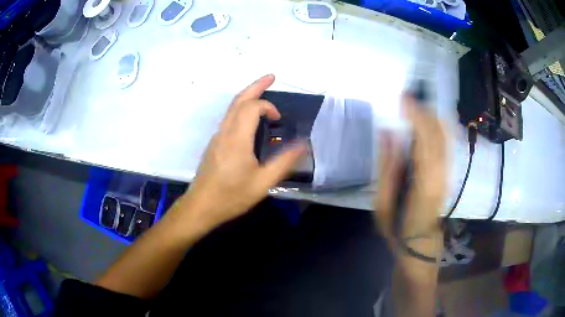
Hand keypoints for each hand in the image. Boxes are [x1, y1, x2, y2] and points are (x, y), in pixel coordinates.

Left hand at [178, 74, 306, 233]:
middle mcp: (225, 132)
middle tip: (271, 76)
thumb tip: (303, 145)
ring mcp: (217, 137)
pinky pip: (228, 119)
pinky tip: (249, 118)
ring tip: (262, 92)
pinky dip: (241, 109)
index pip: (252, 107)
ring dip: (247, 96)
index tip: (279, 119)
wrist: (201, 206)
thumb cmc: (231, 197)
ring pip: (231, 108)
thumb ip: (283, 162)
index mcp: (237, 139)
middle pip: (238, 100)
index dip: (268, 106)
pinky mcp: (214, 144)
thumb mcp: (262, 183)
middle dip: (256, 86)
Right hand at [374, 94, 447, 241]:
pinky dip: (439, 126)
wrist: (421, 243)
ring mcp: (448, 172)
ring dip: (432, 116)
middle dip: (425, 110)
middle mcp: (442, 173)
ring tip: (416, 105)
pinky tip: (429, 119)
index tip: (404, 97)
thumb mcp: (382, 204)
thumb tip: (386, 133)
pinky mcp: (449, 172)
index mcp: (425, 182)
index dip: (416, 116)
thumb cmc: (398, 228)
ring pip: (446, 135)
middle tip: (407, 96)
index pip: (425, 140)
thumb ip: (386, 167)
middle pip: (439, 133)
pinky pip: (447, 142)